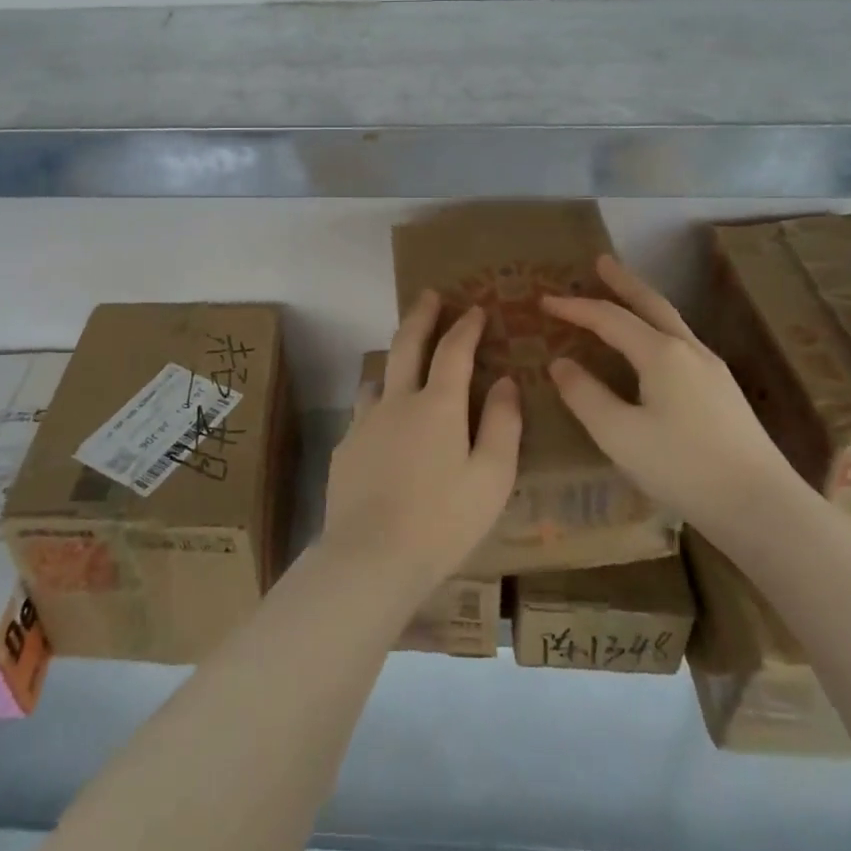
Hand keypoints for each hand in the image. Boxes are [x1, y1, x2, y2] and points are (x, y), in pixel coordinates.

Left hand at [319, 290, 520, 596]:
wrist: (371, 556)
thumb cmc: (443, 520)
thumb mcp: (491, 477)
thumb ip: (501, 425)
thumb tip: (505, 382)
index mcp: (437, 405)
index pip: (453, 350)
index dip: (466, 326)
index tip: (475, 308)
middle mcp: (397, 401)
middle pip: (406, 344)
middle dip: (421, 316)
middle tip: (428, 295)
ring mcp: (364, 422)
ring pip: (378, 377)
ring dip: (394, 361)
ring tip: (404, 363)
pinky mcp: (344, 447)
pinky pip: (363, 413)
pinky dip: (378, 405)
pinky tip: (383, 428)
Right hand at [540, 255, 797, 535]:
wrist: (761, 506)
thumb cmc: (682, 467)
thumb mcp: (618, 434)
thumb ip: (585, 395)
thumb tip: (561, 363)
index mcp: (661, 354)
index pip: (609, 318)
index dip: (574, 307)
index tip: (544, 300)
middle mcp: (689, 351)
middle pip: (651, 304)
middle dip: (623, 281)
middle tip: (601, 261)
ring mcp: (712, 370)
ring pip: (671, 322)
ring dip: (643, 303)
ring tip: (623, 296)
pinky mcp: (724, 392)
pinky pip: (681, 342)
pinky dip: (656, 328)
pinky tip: (653, 347)